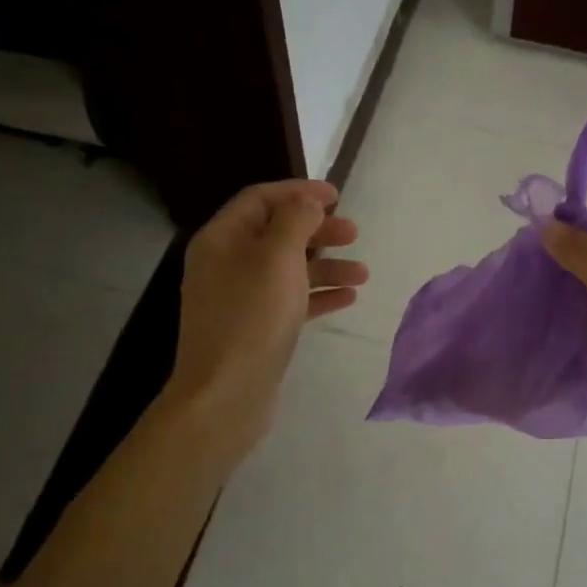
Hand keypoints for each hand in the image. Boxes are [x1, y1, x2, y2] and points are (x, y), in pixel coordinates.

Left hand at [160, 179, 366, 464]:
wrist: (226, 395)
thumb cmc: (252, 318)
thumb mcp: (277, 259)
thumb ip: (295, 222)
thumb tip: (307, 202)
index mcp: (222, 239)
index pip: (260, 199)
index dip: (299, 192)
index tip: (337, 196)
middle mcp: (226, 264)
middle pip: (277, 234)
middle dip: (318, 231)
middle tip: (354, 234)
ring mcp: (240, 299)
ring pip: (289, 270)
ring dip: (327, 267)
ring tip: (363, 274)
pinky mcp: (256, 329)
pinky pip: (291, 301)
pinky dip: (319, 295)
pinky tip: (348, 298)